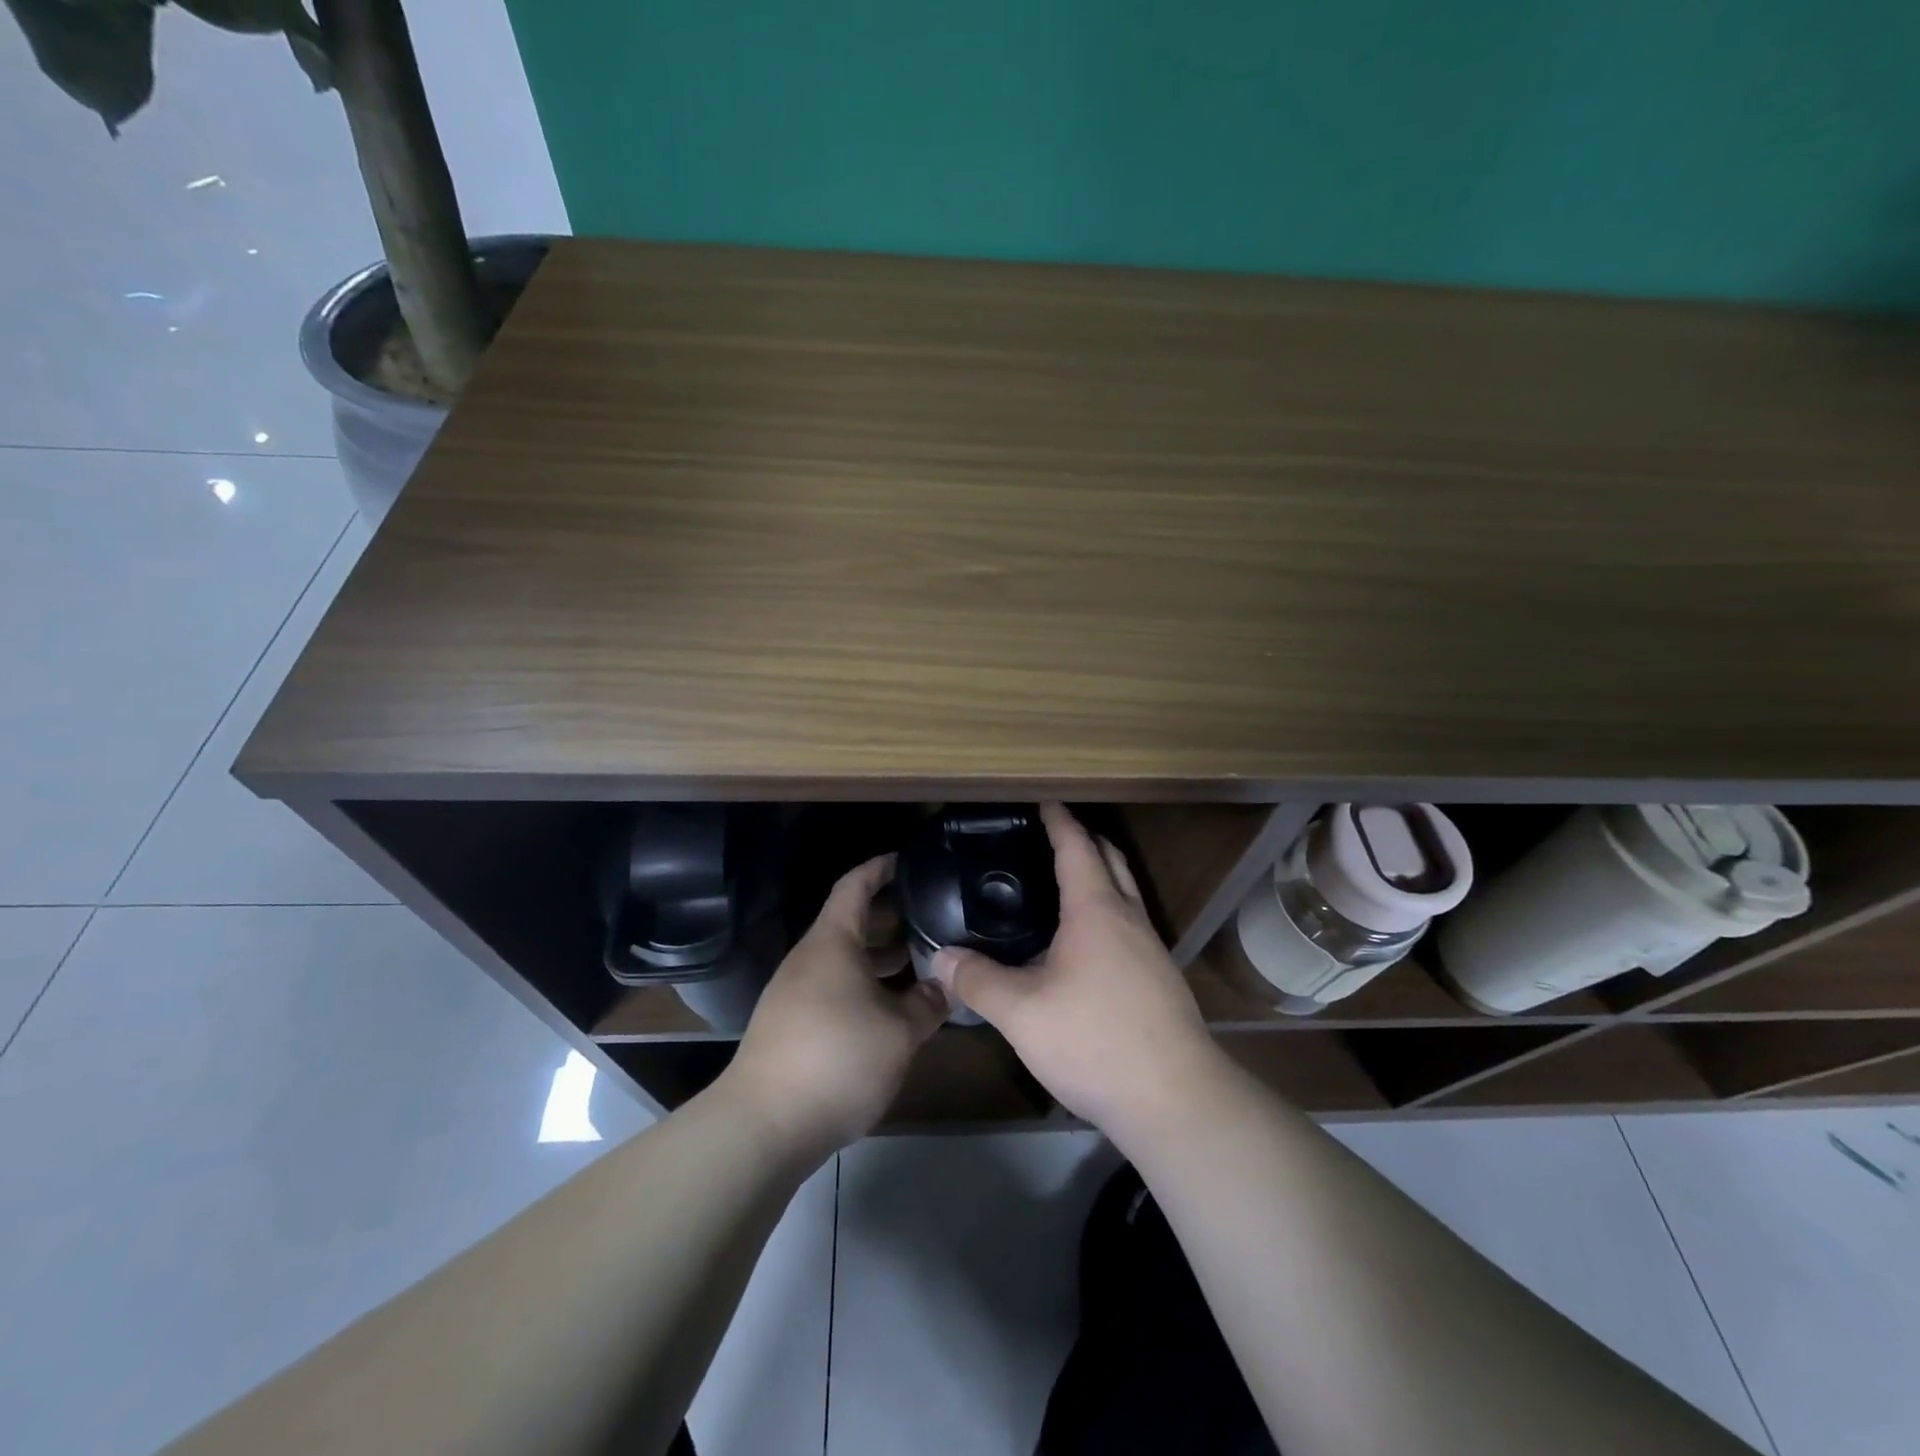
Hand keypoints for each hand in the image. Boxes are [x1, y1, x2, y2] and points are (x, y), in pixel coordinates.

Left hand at [723, 854, 947, 1155]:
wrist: (764, 1125)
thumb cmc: (837, 1059)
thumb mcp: (899, 1031)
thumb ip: (929, 1003)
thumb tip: (949, 985)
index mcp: (832, 942)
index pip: (855, 885)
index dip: (881, 867)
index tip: (909, 860)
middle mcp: (810, 958)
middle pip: (852, 921)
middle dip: (892, 915)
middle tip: (933, 915)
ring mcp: (796, 991)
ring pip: (845, 957)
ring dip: (881, 954)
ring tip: (922, 958)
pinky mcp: (792, 1023)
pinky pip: (836, 985)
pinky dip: (866, 982)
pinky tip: (892, 1004)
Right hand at [932, 804, 1228, 1138]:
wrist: (1175, 1100)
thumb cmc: (1096, 1041)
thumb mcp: (1022, 1013)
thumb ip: (978, 981)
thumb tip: (939, 958)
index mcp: (1097, 910)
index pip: (1077, 847)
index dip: (1058, 820)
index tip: (1043, 800)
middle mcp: (1129, 918)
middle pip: (1110, 859)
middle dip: (1083, 839)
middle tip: (1048, 835)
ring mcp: (1150, 948)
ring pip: (1124, 892)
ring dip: (1098, 874)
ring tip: (1058, 882)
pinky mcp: (1158, 978)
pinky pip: (1128, 923)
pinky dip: (1105, 910)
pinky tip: (1080, 941)